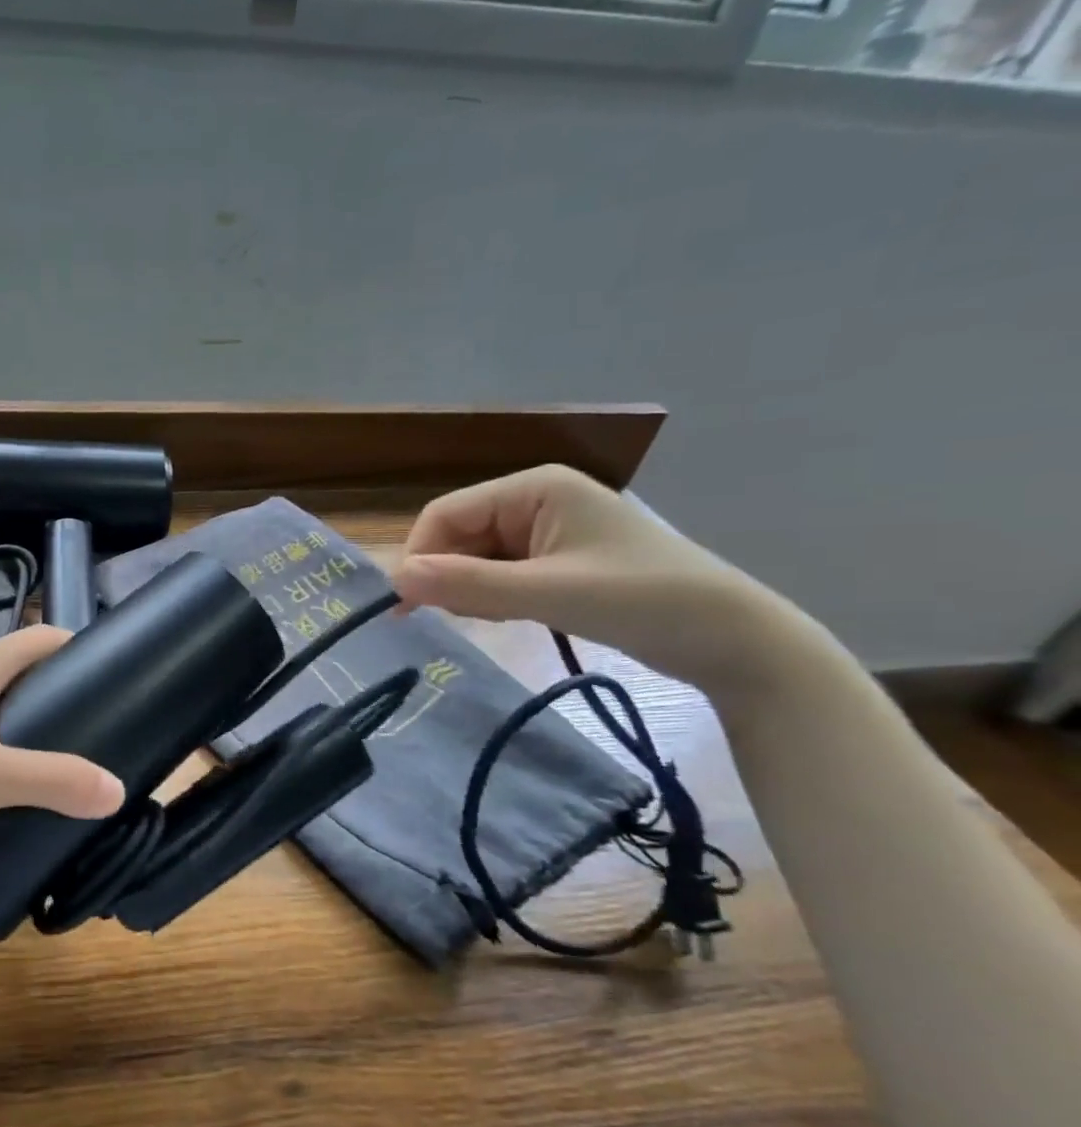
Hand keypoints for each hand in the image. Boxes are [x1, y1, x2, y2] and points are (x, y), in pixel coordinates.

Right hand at [392, 465, 816, 698]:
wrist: (731, 639)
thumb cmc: (642, 601)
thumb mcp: (550, 593)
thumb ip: (470, 584)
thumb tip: (395, 580)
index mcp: (534, 487)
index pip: (446, 514)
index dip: (419, 556)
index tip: (404, 607)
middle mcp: (535, 500)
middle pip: (459, 535)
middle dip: (445, 576)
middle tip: (443, 622)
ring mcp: (546, 531)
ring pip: (476, 558)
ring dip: (467, 590)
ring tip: (481, 622)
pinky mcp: (556, 561)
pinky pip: (500, 574)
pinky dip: (490, 597)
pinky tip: (502, 618)